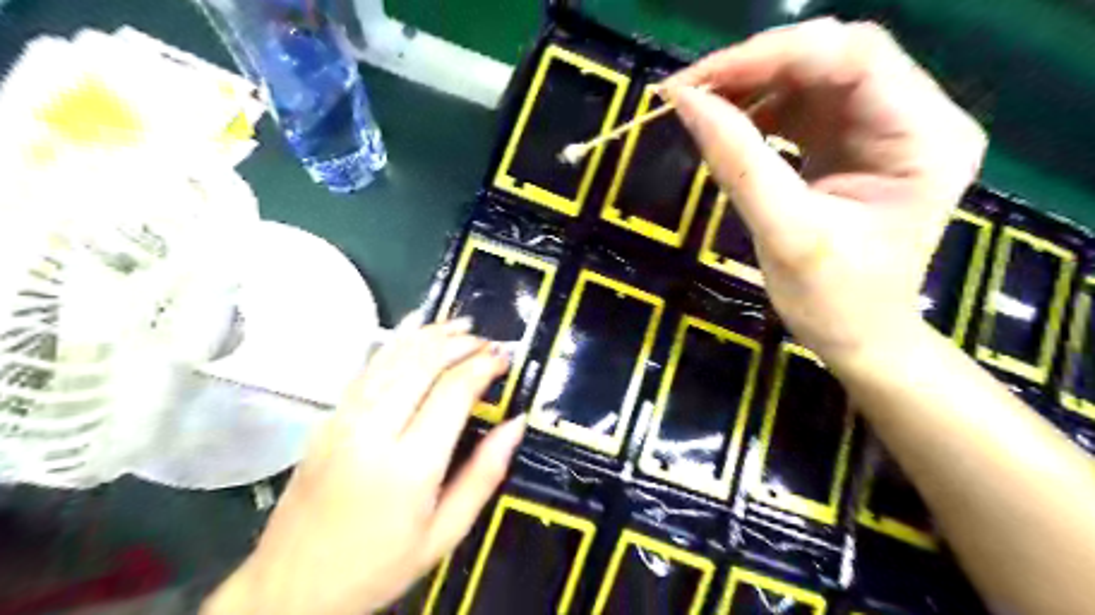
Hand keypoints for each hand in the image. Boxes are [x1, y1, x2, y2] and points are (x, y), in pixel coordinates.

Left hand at [206, 322, 530, 614]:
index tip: (503, 359)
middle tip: (487, 341)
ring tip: (459, 326)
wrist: (291, 589)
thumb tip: (516, 424)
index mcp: (409, 466)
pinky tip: (413, 330)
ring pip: (392, 358)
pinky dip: (395, 343)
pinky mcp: (327, 419)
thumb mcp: (445, 533)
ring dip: (429, 336)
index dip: (483, 367)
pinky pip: (366, 368)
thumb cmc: (378, 567)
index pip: (453, 392)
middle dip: (459, 344)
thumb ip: (485, 474)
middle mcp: (374, 432)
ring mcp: (344, 421)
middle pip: (422, 365)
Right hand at [662, 16, 989, 364]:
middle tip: (690, 92)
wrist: (859, 337)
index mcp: (924, 138)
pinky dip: (760, 108)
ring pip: (813, 75)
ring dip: (752, 86)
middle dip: (756, 68)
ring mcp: (885, 126)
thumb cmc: (833, 300)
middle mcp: (917, 117)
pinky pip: (804, 104)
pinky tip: (728, 124)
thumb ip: (738, 162)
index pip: (853, 57)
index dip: (769, 56)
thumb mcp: (783, 233)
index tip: (697, 82)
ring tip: (700, 108)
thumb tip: (685, 102)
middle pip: (833, 56)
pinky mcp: (855, 141)